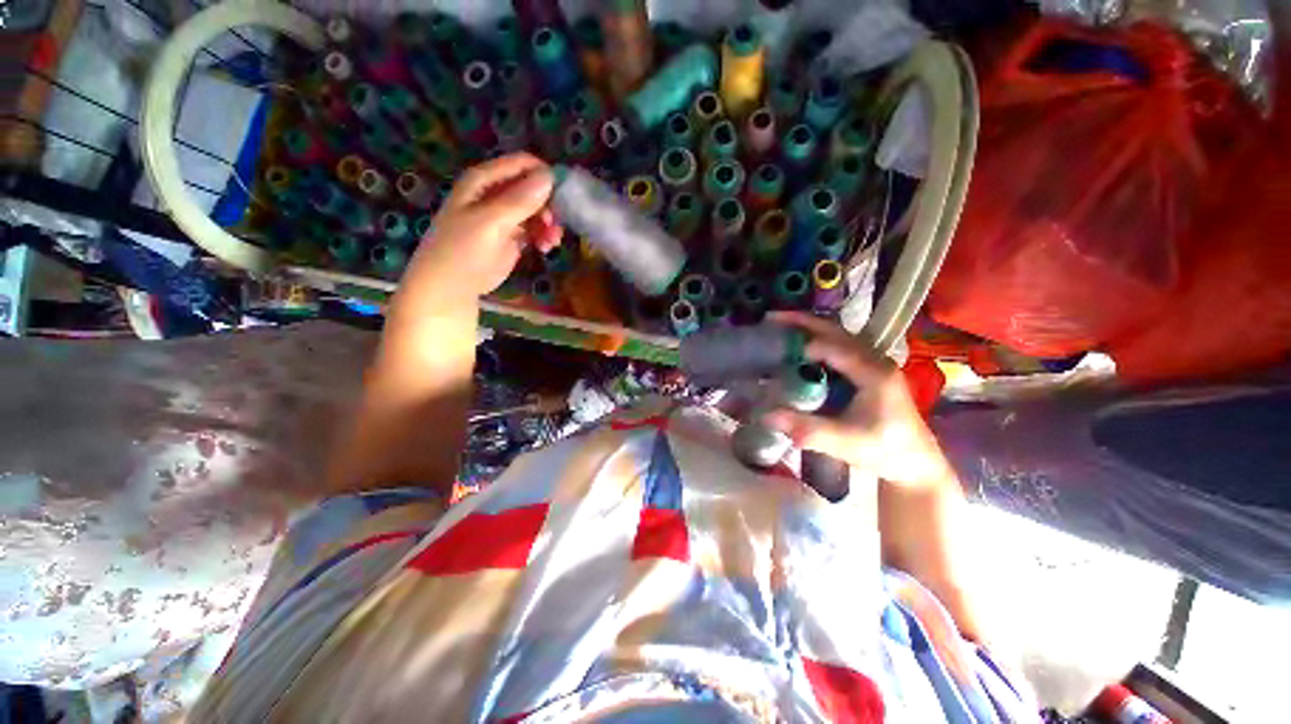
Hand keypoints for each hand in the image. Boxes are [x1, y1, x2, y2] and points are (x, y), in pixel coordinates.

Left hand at [398, 153, 561, 305]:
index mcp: (484, 180)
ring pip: (538, 210)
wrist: (450, 286)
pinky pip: (535, 229)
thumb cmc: (463, 250)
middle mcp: (496, 193)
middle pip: (534, 188)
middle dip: (549, 205)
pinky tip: (545, 248)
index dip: (545, 177)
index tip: (563, 198)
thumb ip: (519, 200)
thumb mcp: (490, 223)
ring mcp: (505, 216)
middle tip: (555, 224)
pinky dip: (543, 236)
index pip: (522, 165)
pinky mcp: (513, 237)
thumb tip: (549, 176)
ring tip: (551, 242)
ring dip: (549, 224)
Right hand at [762, 312, 952, 486]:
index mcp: (875, 373)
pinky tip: (799, 346)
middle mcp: (876, 360)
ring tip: (780, 326)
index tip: (776, 351)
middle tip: (771, 318)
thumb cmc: (883, 451)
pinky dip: (816, 338)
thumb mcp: (845, 443)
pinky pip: (839, 345)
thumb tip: (766, 416)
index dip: (806, 345)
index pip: (837, 347)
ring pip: (838, 334)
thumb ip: (808, 430)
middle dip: (803, 322)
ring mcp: (874, 362)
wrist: (915, 463)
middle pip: (837, 330)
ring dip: (809, 327)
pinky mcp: (869, 369)